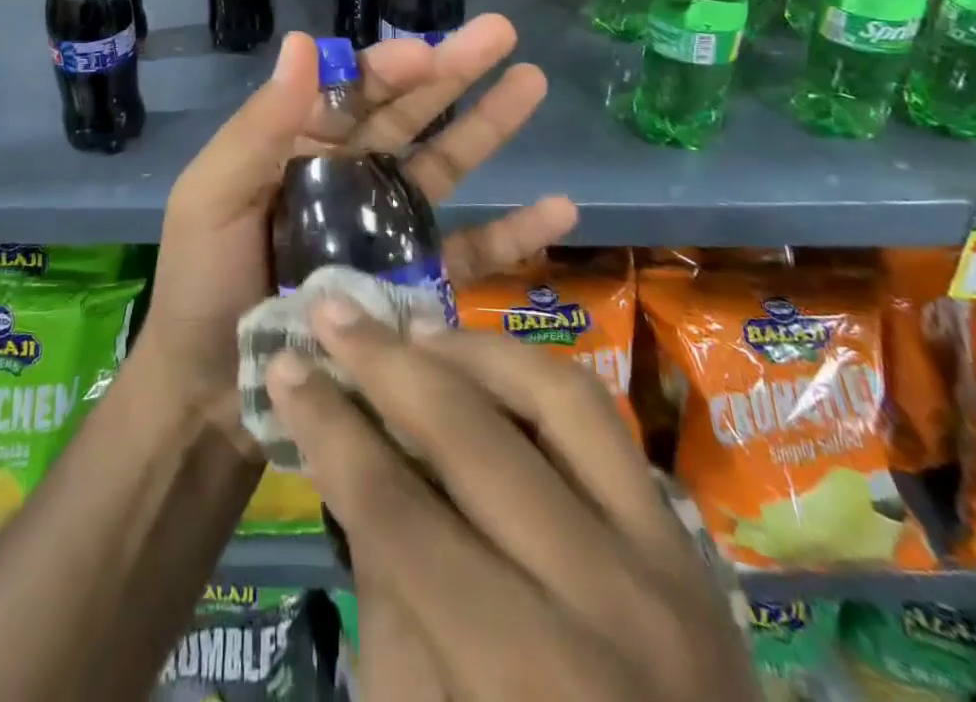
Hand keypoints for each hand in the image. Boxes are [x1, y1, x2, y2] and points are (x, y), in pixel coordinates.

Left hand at [138, 17, 576, 434]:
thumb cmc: (203, 282)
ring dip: (489, 126)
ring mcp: (385, 229)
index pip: (353, 90)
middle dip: (453, 71)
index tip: (429, 54)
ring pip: (444, 166)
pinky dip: (513, 231)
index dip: (391, 66)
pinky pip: (469, 251)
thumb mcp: (214, 194)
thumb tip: (304, 40)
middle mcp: (349, 176)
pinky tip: (560, 207)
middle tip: (503, 32)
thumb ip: (261, 124)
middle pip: (408, 114)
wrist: (208, 393)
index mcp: (302, 146)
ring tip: (533, 83)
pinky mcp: (412, 285)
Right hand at [268, 304, 757, 701]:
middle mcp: (609, 607)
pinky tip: (483, 364)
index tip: (283, 366)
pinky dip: (532, 375)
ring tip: (408, 331)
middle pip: (474, 438)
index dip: (331, 429)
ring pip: (559, 396)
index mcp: (528, 686)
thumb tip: (357, 456)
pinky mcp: (692, 547)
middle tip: (330, 312)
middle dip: (385, 363)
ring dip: (470, 349)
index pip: (400, 515)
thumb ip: (388, 597)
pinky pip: (604, 423)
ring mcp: (669, 567)